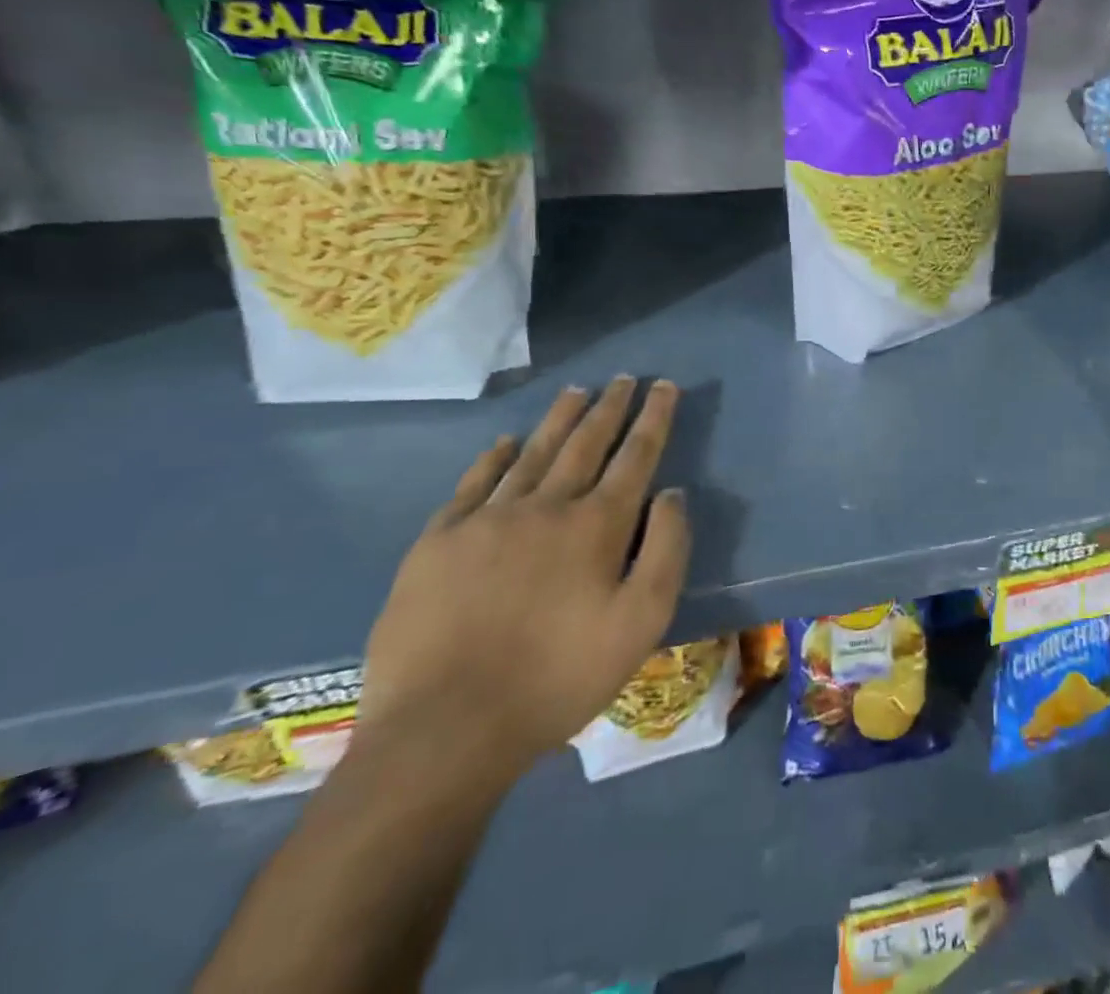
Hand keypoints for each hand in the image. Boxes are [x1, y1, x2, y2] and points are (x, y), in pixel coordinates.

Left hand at [357, 377, 690, 783]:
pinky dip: (496, 457)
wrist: (444, 730)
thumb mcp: (642, 623)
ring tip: (576, 390)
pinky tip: (507, 442)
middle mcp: (545, 506)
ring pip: (533, 453)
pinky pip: (474, 484)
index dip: (653, 418)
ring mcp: (486, 521)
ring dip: (559, 418)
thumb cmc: (559, 678)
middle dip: (609, 407)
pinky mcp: (438, 543)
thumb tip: (672, 493)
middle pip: (585, 442)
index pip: (635, 455)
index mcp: (597, 525)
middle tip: (623, 378)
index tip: (664, 386)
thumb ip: (667, 550)